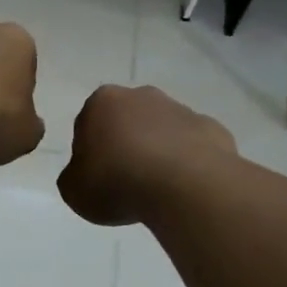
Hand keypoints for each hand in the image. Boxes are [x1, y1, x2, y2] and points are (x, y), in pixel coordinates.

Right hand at [58, 84, 235, 225]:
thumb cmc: (117, 182)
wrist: (184, 186)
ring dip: (157, 152)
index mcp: (101, 102)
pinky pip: (192, 146)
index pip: (87, 124)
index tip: (96, 178)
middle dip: (125, 144)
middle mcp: (142, 96)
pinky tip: (184, 187)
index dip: (90, 153)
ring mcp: (181, 109)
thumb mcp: (73, 190)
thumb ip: (74, 176)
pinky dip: (187, 163)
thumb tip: (86, 173)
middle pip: (127, 121)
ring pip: (162, 131)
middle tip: (125, 181)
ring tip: (157, 189)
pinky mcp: (212, 129)